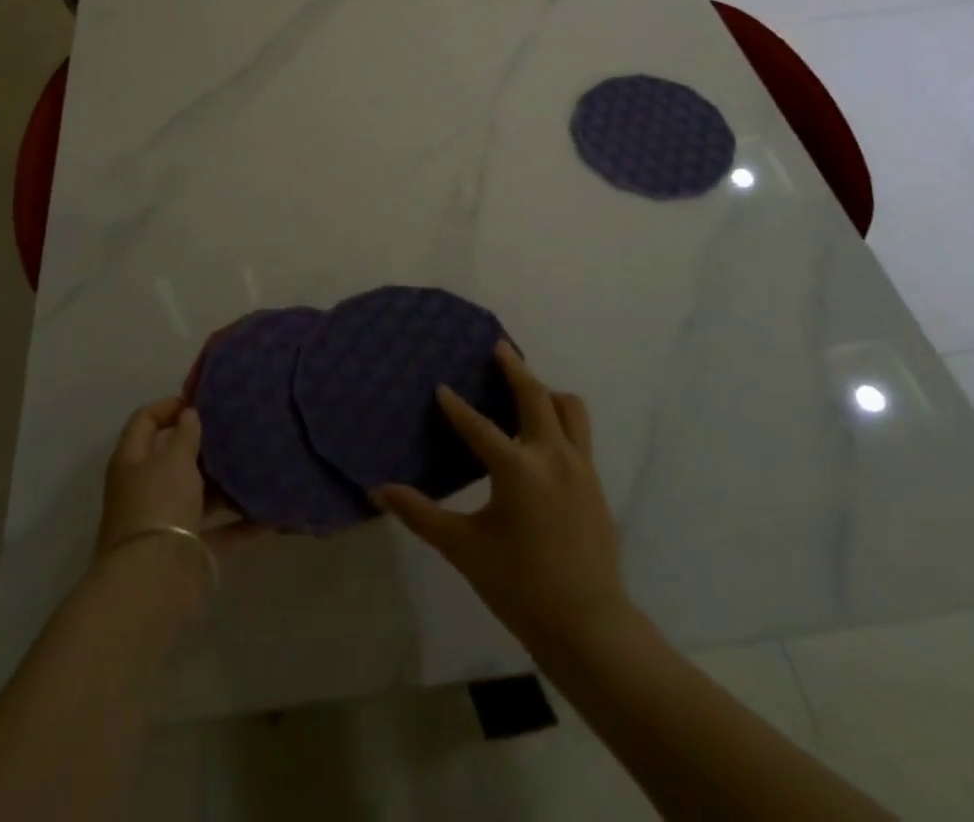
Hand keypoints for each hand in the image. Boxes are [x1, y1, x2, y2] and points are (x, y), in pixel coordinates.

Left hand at [95, 397, 261, 559]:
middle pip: (172, 458)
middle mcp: (145, 488)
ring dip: (223, 483)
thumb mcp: (174, 458)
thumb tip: (188, 414)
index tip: (202, 402)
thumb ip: (185, 433)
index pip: (144, 421)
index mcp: (132, 461)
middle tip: (235, 428)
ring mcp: (166, 521)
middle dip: (201, 445)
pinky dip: (241, 522)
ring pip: (197, 494)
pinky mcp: (188, 550)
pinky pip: (219, 529)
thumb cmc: (160, 504)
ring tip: (257, 463)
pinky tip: (270, 511)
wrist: (154, 581)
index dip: (169, 406)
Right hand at [374, 342, 629, 651]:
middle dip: (515, 368)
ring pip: (568, 408)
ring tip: (527, 386)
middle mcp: (553, 456)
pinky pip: (580, 432)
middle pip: (535, 395)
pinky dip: (560, 417)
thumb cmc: (520, 586)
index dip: (456, 405)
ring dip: (546, 391)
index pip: (479, 425)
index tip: (440, 386)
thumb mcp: (464, 549)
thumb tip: (378, 491)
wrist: (589, 627)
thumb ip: (421, 515)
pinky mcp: (595, 482)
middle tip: (498, 347)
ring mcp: (581, 467)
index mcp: (518, 469)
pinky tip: (544, 432)